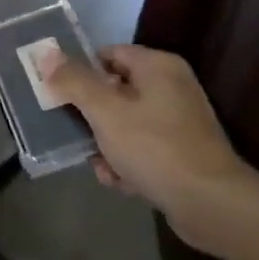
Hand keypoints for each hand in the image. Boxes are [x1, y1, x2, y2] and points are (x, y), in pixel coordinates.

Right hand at [43, 43, 255, 250]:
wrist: (211, 204)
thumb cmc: (154, 147)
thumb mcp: (104, 111)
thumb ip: (73, 80)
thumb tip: (46, 54)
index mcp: (158, 67)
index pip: (107, 54)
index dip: (79, 72)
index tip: (58, 94)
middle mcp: (172, 87)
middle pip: (114, 91)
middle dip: (91, 115)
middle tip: (73, 131)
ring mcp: (180, 122)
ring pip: (125, 123)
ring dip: (105, 144)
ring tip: (99, 164)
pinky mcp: (183, 153)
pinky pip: (143, 148)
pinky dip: (127, 162)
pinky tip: (118, 180)